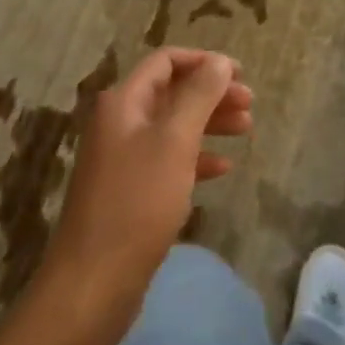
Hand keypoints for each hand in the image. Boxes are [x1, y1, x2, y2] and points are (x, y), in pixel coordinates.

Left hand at [42, 48, 251, 312]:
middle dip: (212, 93)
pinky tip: (223, 168)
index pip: (166, 61)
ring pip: (173, 126)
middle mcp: (120, 122)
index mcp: (123, 102)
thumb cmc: (137, 202)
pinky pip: (168, 160)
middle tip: (250, 104)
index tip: (240, 74)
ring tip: (246, 129)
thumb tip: (219, 61)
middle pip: (172, 92)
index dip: (204, 62)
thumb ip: (199, 96)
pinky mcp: (130, 191)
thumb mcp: (174, 141)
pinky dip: (196, 157)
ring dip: (209, 123)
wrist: (93, 283)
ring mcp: (123, 158)